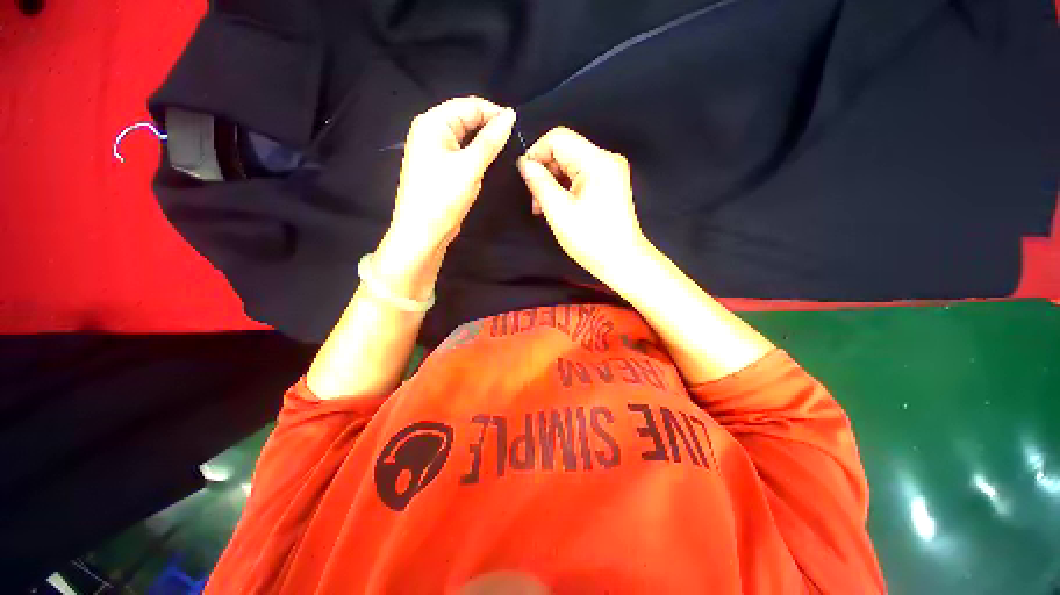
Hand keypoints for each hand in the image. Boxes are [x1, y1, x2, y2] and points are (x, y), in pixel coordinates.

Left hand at [389, 97, 515, 258]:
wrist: (422, 233)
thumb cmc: (443, 197)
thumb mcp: (470, 166)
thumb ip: (490, 140)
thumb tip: (510, 115)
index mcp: (432, 123)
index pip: (469, 105)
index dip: (494, 113)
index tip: (517, 127)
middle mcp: (430, 131)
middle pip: (466, 119)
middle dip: (489, 127)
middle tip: (514, 141)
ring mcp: (434, 151)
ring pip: (465, 137)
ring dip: (484, 143)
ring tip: (506, 151)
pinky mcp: (440, 168)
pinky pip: (462, 153)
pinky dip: (476, 155)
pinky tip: (490, 163)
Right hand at [517, 127, 646, 283]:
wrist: (622, 261)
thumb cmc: (591, 239)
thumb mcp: (559, 211)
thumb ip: (539, 183)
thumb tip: (525, 164)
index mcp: (596, 161)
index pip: (558, 138)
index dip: (536, 153)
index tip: (525, 177)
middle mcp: (606, 160)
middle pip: (565, 150)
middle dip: (544, 171)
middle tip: (534, 199)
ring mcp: (609, 172)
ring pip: (571, 165)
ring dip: (553, 182)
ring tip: (543, 207)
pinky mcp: (609, 184)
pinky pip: (580, 176)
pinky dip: (565, 188)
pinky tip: (557, 206)